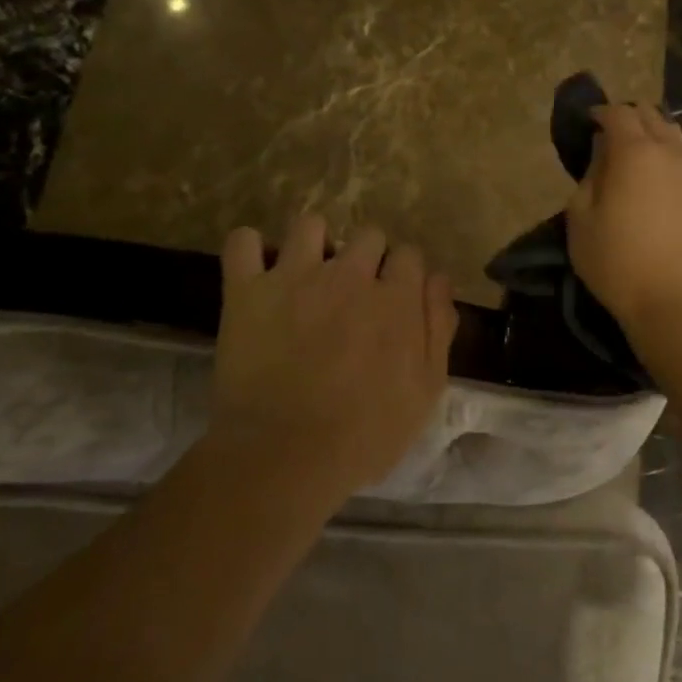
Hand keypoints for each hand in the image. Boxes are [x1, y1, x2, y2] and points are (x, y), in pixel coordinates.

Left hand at [213, 216, 456, 503]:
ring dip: (314, 245)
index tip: (394, 299)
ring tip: (306, 275)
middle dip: (366, 258)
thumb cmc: (366, 434)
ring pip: (310, 225)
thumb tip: (439, 279)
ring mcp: (295, 277)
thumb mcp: (426, 391)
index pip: (410, 255)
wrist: (285, 456)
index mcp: (396, 298)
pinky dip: (249, 249)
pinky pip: (242, 242)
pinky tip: (256, 270)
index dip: (403, 276)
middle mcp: (349, 275)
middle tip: (353, 294)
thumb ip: (438, 328)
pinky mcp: (247, 290)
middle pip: (367, 234)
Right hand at [566, 103, 681, 334]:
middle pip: (652, 116)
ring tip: (641, 161)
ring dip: (656, 139)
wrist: (680, 302)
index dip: (600, 113)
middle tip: (613, 138)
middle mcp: (672, 151)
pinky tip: (665, 186)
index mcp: (635, 152)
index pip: (618, 113)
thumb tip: (602, 156)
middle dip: (630, 119)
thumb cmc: (618, 263)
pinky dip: (674, 163)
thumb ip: (589, 178)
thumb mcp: (581, 221)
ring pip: (676, 138)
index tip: (589, 123)